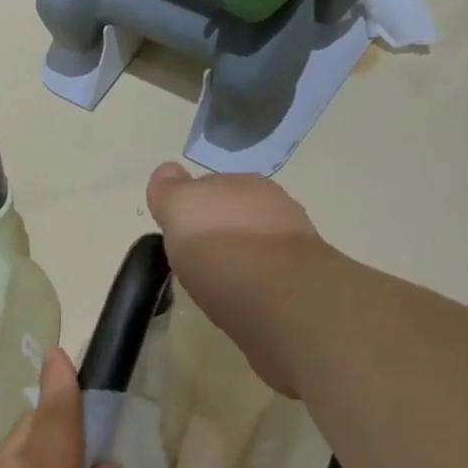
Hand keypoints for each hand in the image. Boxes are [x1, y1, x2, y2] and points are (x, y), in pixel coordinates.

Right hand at [146, 163, 327, 395]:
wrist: (276, 293)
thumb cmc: (218, 247)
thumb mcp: (179, 209)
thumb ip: (170, 191)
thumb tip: (166, 173)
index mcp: (238, 182)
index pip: (207, 185)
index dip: (189, 206)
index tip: (175, 231)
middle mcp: (270, 202)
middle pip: (234, 210)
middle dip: (218, 226)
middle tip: (196, 255)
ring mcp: (290, 239)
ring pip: (256, 238)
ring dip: (240, 252)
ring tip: (219, 278)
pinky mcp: (300, 276)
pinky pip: (270, 270)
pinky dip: (256, 278)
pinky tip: (243, 294)